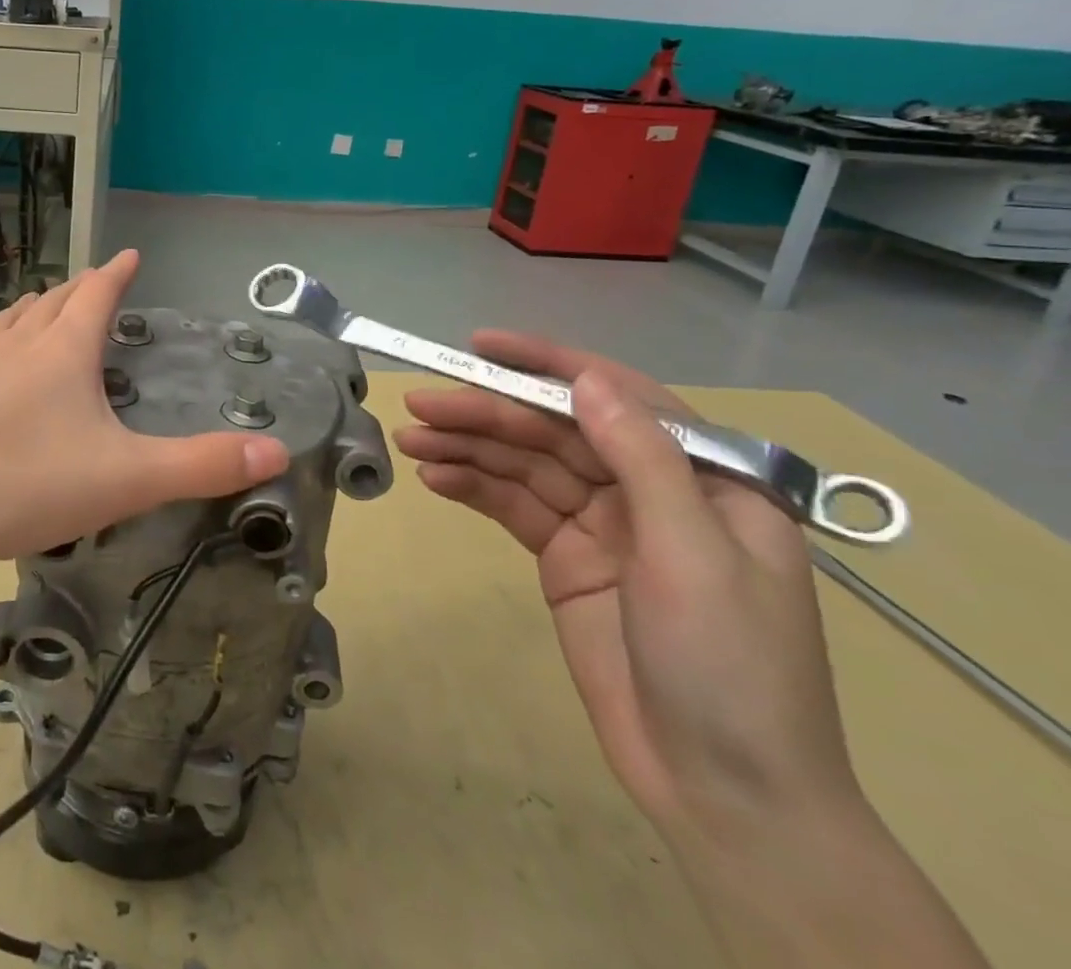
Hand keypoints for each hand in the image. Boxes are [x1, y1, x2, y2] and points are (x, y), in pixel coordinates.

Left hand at [0, 250, 288, 579]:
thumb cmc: (22, 484)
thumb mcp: (124, 479)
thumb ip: (200, 465)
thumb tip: (276, 452)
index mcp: (61, 351)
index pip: (96, 294)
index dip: (117, 273)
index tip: (131, 255)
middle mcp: (15, 347)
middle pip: (51, 301)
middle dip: (78, 289)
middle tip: (94, 283)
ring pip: (9, 323)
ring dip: (33, 309)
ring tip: (42, 307)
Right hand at [395, 332, 860, 837]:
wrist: (723, 793)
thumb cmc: (730, 666)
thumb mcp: (692, 554)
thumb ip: (641, 459)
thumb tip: (586, 379)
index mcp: (703, 477)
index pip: (616, 397)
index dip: (547, 364)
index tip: (480, 346)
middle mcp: (650, 490)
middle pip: (556, 431)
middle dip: (488, 413)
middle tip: (420, 403)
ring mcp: (603, 525)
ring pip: (526, 466)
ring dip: (469, 448)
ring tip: (410, 439)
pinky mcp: (566, 559)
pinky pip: (513, 508)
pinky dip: (474, 488)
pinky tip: (435, 477)